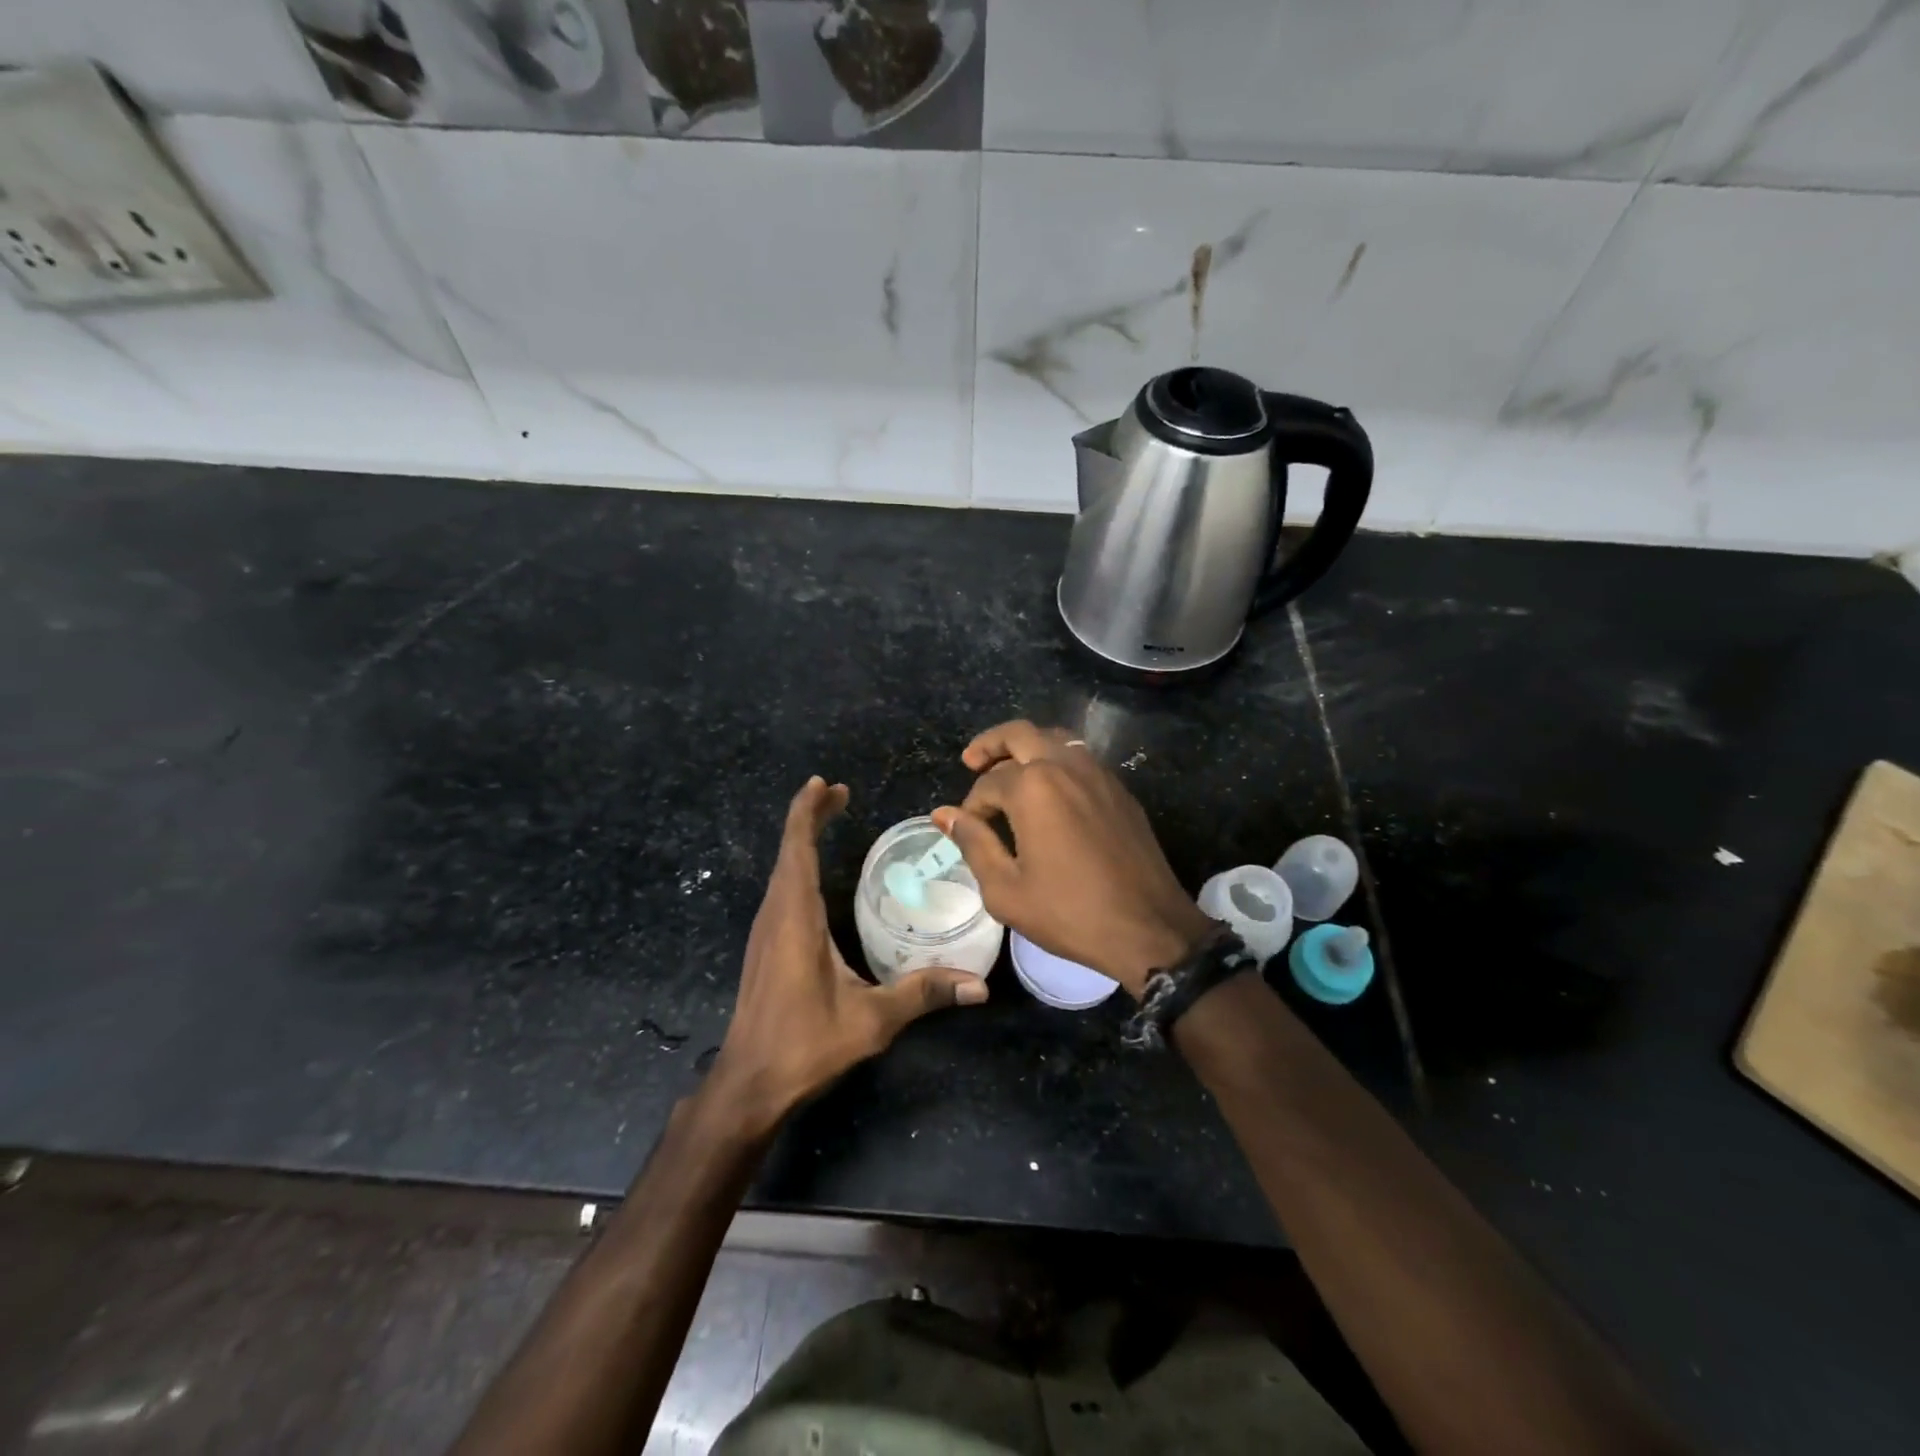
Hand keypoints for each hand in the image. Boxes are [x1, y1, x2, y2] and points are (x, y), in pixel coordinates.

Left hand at [707, 776, 987, 1131]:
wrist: (749, 1084)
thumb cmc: (804, 1045)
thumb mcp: (870, 1020)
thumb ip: (922, 994)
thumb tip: (978, 986)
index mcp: (795, 916)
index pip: (797, 848)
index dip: (807, 811)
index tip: (826, 784)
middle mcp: (775, 914)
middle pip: (788, 849)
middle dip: (810, 815)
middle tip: (838, 792)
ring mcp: (766, 930)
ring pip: (782, 868)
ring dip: (802, 838)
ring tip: (828, 817)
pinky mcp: (765, 946)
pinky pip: (781, 888)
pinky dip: (798, 864)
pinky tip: (814, 873)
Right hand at [933, 721, 1211, 997]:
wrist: (1149, 928)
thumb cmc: (1070, 912)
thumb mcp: (1006, 889)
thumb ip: (972, 843)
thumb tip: (944, 814)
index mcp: (1034, 787)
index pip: (988, 783)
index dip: (971, 807)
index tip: (968, 830)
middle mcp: (1066, 766)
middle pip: (1020, 734)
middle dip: (990, 744)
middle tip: (971, 761)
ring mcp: (1099, 774)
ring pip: (1055, 738)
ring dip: (1026, 747)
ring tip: (1008, 771)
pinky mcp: (1120, 790)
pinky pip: (1081, 759)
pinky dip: (1056, 761)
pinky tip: (1049, 792)